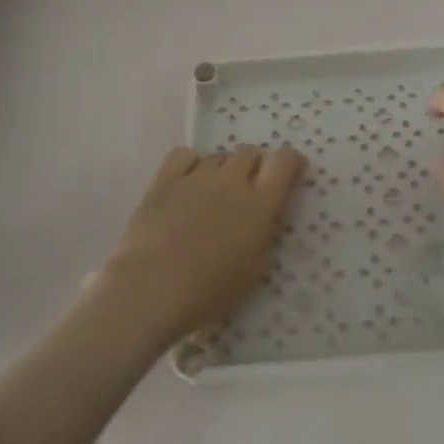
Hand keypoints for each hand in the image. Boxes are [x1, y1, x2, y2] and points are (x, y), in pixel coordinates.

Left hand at [102, 144, 304, 343]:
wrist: (153, 288)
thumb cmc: (210, 291)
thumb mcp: (253, 271)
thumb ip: (263, 237)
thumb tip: (263, 220)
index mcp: (260, 204)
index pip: (284, 161)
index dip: (290, 161)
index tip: (289, 171)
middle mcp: (232, 181)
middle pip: (249, 152)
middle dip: (253, 165)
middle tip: (247, 188)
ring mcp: (197, 177)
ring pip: (218, 155)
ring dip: (222, 169)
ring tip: (213, 192)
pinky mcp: (166, 180)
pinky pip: (184, 155)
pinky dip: (191, 163)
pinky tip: (188, 181)